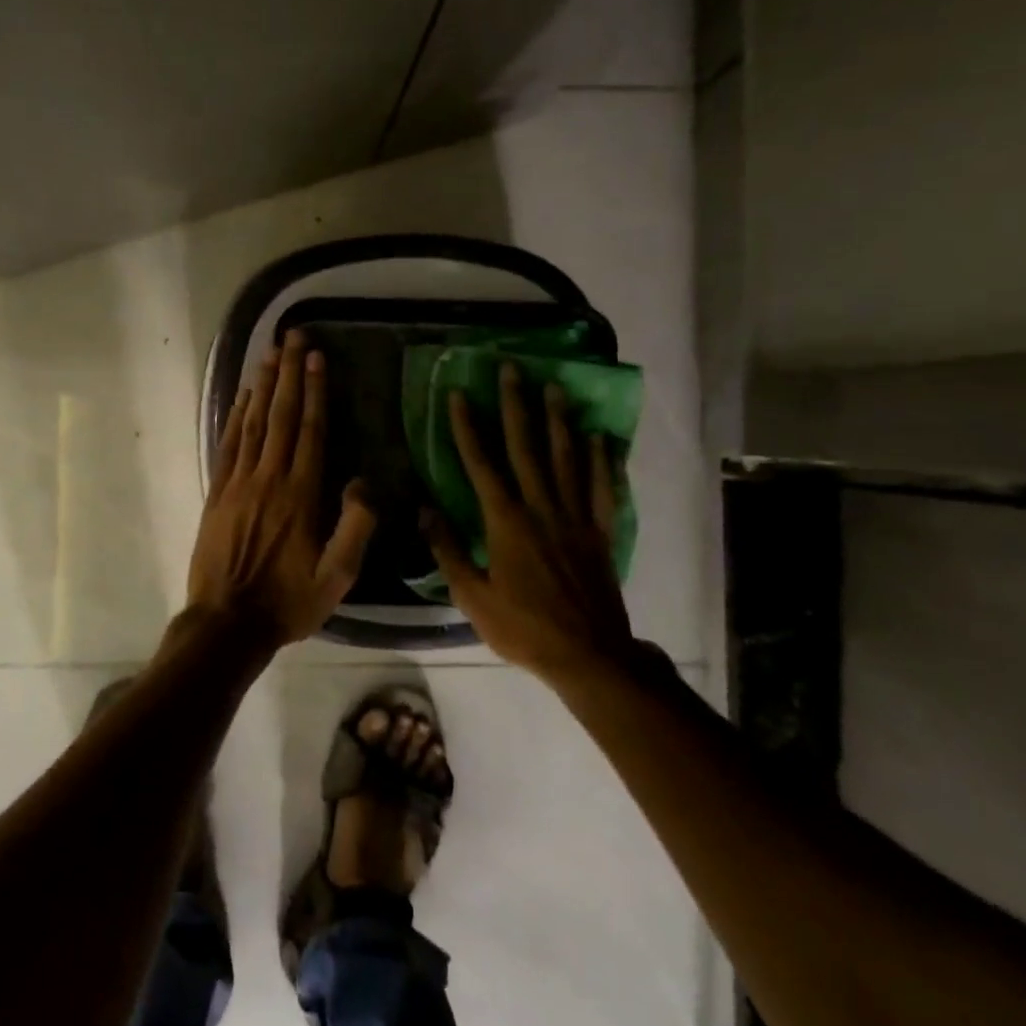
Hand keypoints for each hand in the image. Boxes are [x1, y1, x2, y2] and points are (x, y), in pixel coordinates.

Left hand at [185, 330, 375, 647]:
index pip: (310, 430)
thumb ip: (355, 528)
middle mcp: (269, 478)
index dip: (314, 390)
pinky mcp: (217, 493)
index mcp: (301, 495)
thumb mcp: (337, 578)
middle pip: (280, 415)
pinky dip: (236, 416)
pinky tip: (243, 396)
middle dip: (288, 373)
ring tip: (269, 352)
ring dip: (262, 385)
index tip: (316, 356)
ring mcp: (238, 483)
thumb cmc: (288, 602)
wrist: (227, 623)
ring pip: (253, 423)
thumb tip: (363, 483)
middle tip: (293, 336)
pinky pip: (228, 444)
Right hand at [422, 363, 633, 679]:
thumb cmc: (523, 628)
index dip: (466, 427)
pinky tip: (598, 436)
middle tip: (512, 369)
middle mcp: (541, 508)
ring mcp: (575, 517)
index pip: (480, 463)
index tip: (458, 394)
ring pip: (565, 458)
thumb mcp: (472, 596)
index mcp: (505, 522)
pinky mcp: (601, 531)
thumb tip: (425, 509)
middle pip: (525, 447)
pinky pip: (601, 487)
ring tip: (554, 387)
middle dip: (515, 405)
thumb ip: (447, 549)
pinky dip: (600, 460)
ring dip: (558, 420)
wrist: (588, 655)